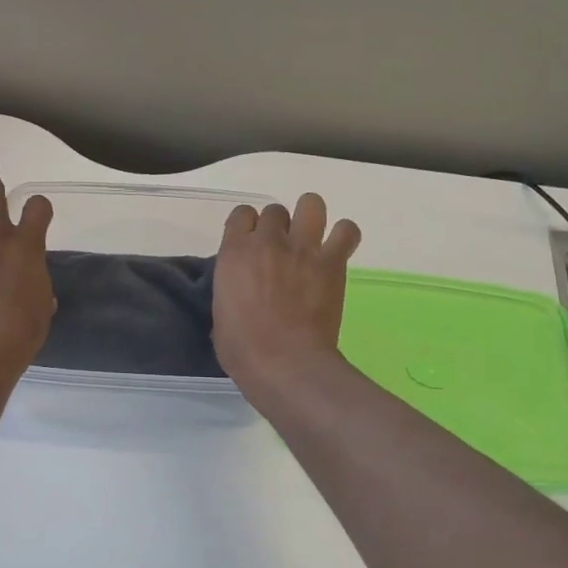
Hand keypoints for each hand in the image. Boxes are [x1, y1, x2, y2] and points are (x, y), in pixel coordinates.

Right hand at [214, 193, 360, 394]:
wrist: (284, 363)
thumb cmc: (242, 348)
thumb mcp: (221, 311)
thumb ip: (231, 286)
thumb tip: (242, 286)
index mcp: (234, 252)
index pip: (241, 214)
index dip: (247, 227)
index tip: (251, 244)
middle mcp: (267, 241)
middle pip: (275, 210)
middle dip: (277, 227)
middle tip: (281, 251)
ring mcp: (302, 248)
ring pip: (311, 204)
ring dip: (309, 218)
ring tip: (310, 239)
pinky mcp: (332, 262)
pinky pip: (346, 231)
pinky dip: (343, 236)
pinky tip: (337, 250)